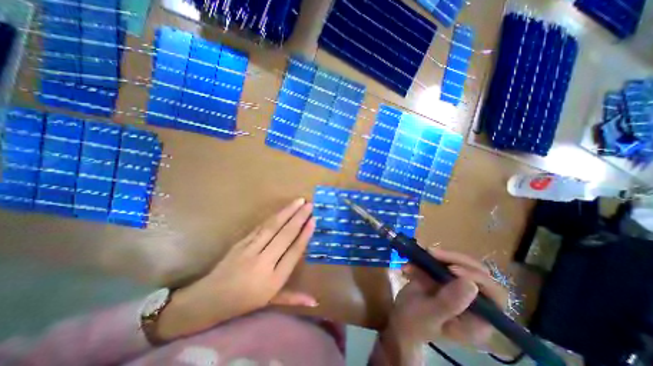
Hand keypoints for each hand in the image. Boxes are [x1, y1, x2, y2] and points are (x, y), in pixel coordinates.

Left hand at [154, 198, 315, 339]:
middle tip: (309, 205)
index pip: (293, 253)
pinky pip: (261, 227)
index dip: (304, 235)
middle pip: (285, 236)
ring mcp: (250, 250)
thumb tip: (315, 302)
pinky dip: (274, 216)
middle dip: (299, 218)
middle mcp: (263, 263)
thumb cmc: (244, 301)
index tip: (313, 221)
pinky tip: (282, 209)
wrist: (208, 299)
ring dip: (287, 212)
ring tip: (299, 201)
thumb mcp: (271, 302)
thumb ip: (294, 298)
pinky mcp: (241, 242)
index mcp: (273, 281)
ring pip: (272, 227)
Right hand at [389, 247, 506, 347]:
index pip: (495, 294)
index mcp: (479, 319)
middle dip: (455, 259)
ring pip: (460, 262)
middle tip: (432, 253)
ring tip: (420, 256)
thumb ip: (449, 303)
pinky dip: (426, 257)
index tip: (451, 269)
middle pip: (478, 271)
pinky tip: (413, 263)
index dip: (477, 277)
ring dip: (439, 256)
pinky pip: (442, 260)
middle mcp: (474, 301)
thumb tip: (471, 284)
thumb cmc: (415, 322)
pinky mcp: (444, 276)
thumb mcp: (430, 315)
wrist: (399, 316)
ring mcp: (458, 285)